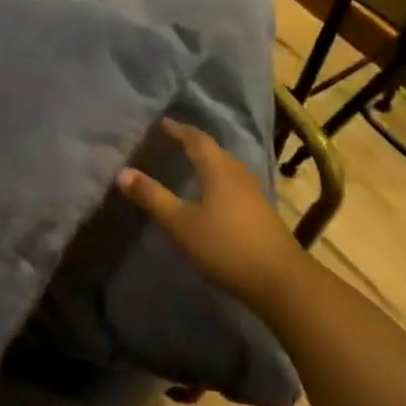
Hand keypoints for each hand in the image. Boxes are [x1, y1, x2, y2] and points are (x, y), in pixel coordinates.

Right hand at [117, 119, 301, 307]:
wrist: (281, 281)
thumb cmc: (226, 246)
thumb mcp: (181, 224)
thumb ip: (152, 197)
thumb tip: (123, 172)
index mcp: (217, 169)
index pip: (196, 139)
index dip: (178, 129)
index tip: (162, 123)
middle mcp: (237, 174)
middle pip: (214, 151)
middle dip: (192, 143)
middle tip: (172, 140)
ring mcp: (253, 193)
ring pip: (226, 167)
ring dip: (208, 161)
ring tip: (189, 163)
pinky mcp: (261, 212)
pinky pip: (234, 184)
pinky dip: (218, 179)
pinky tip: (212, 195)